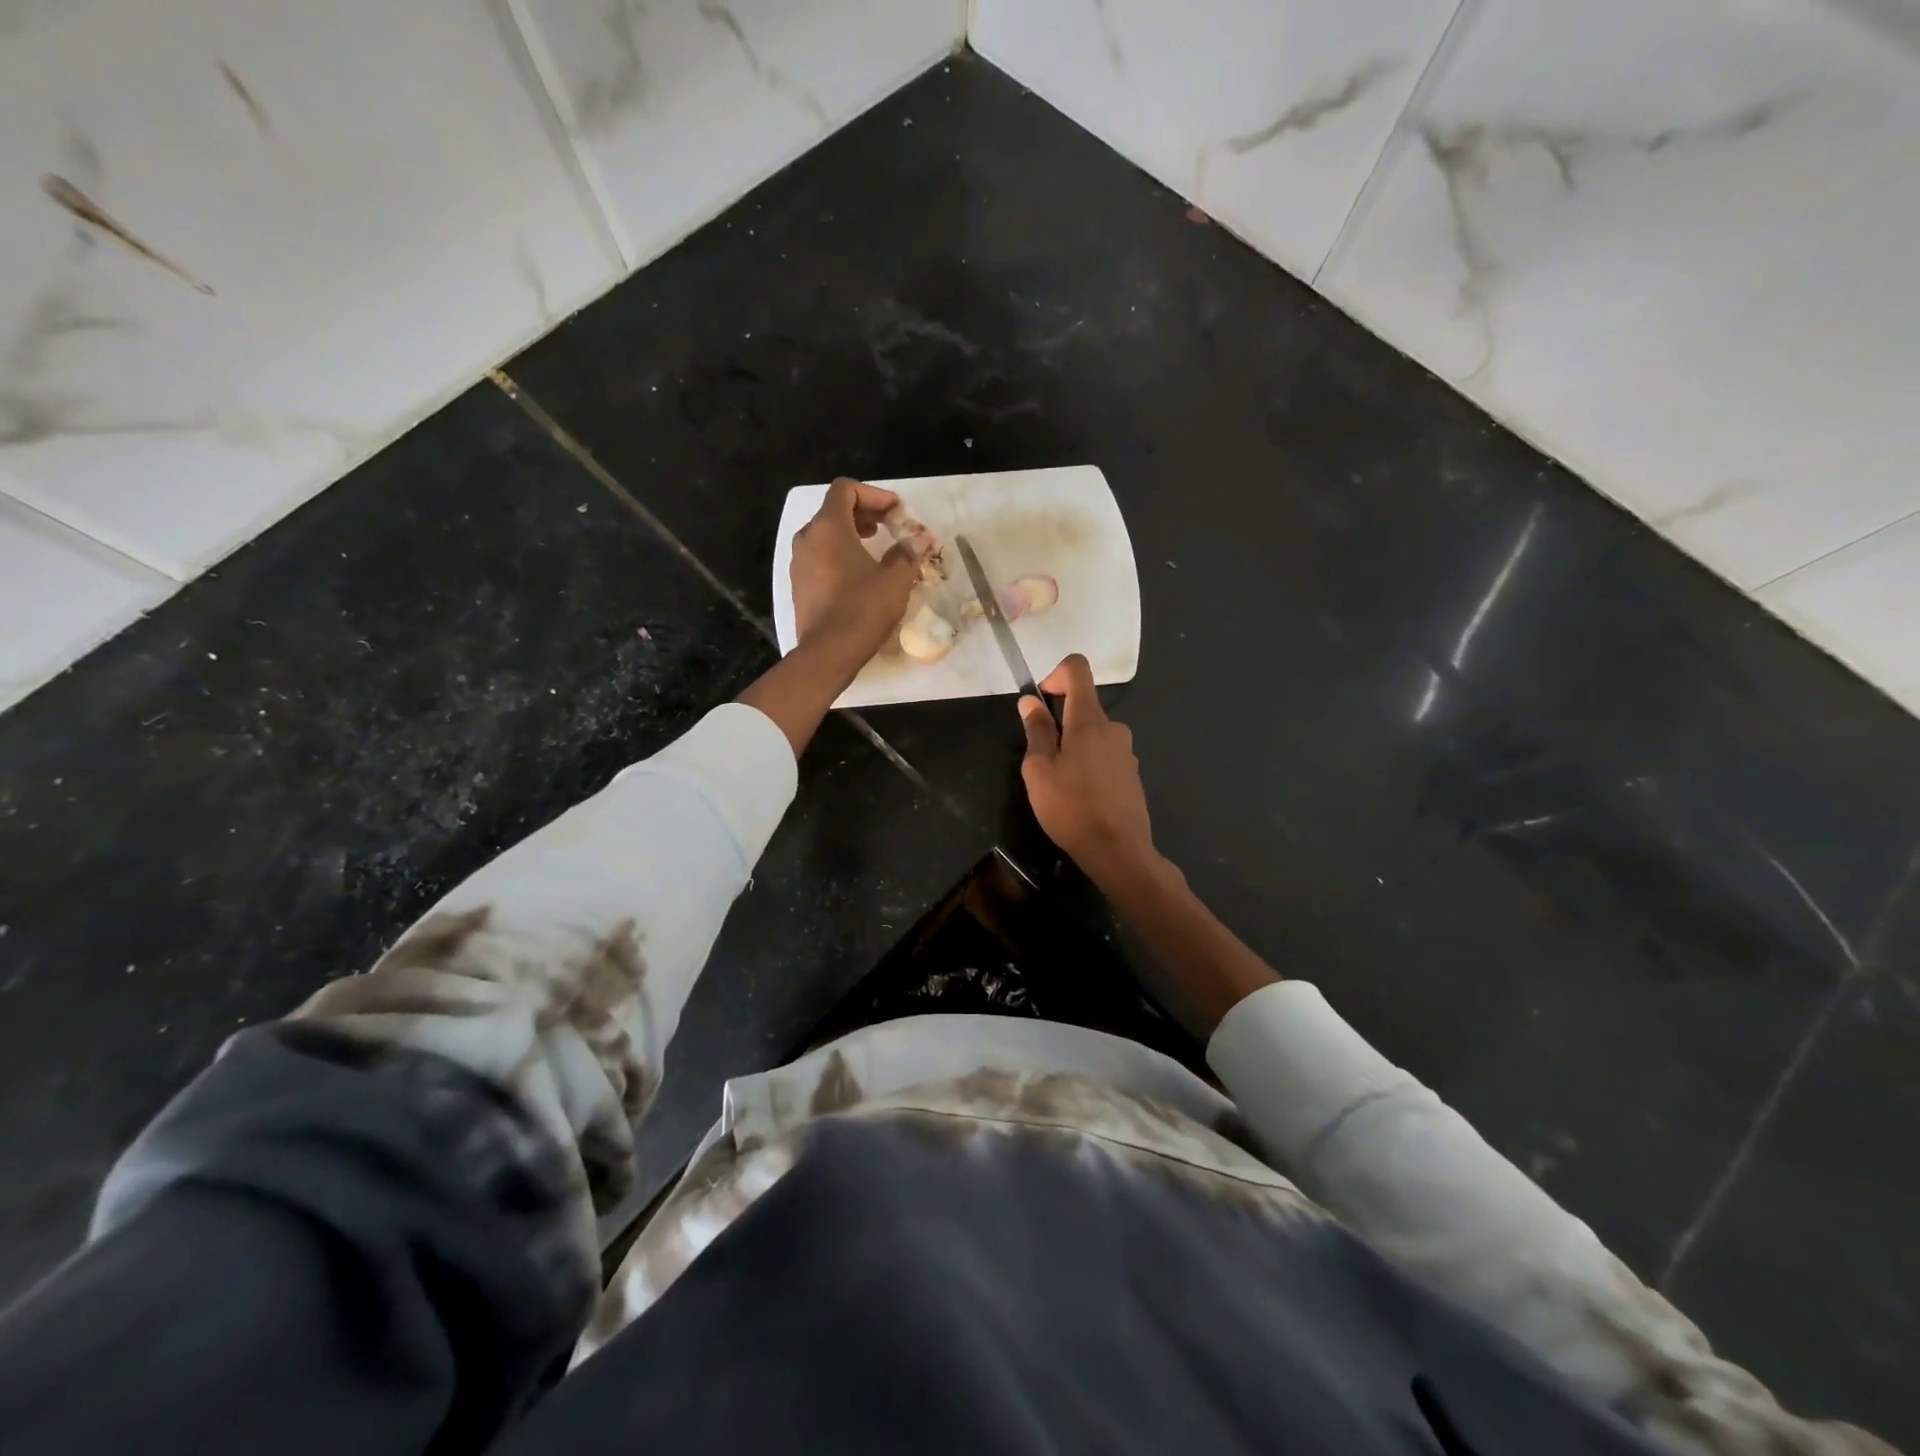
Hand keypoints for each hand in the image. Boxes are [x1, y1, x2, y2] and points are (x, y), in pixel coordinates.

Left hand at [790, 477, 917, 666]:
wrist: (828, 653)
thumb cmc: (863, 609)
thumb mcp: (896, 579)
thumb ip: (908, 552)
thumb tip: (921, 538)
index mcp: (828, 527)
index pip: (845, 489)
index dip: (874, 494)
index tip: (896, 511)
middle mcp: (807, 538)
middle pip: (834, 510)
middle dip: (864, 513)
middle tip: (889, 526)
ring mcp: (799, 563)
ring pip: (825, 535)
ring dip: (851, 535)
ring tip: (875, 549)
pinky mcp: (799, 585)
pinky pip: (819, 557)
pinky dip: (839, 555)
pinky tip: (859, 574)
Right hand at [1019, 654, 1158, 886]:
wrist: (1118, 850)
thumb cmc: (1071, 806)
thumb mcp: (1039, 769)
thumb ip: (1036, 731)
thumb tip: (1031, 702)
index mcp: (1089, 719)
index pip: (1077, 669)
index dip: (1055, 674)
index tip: (1040, 702)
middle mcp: (1113, 727)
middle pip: (1082, 707)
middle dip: (1058, 724)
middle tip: (1041, 761)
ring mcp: (1126, 751)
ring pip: (1092, 735)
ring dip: (1072, 748)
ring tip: (1059, 785)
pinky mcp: (1131, 774)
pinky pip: (1104, 756)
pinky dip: (1088, 765)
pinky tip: (1080, 798)